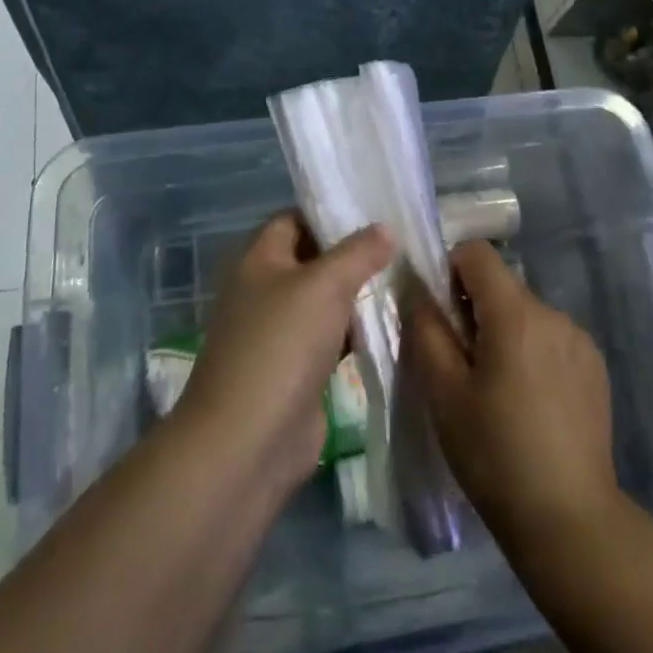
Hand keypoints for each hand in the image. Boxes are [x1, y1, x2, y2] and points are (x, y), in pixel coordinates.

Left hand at [178, 212, 391, 492]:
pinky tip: (389, 327)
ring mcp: (278, 334)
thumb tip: (385, 228)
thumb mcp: (324, 285)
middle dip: (351, 255)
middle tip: (400, 246)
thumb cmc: (281, 345)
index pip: (293, 219)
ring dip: (356, 296)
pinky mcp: (294, 372)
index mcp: (258, 260)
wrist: (248, 441)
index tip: (374, 211)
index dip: (329, 212)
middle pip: (311, 260)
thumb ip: (358, 252)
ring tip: (404, 281)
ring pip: (323, 302)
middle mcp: (264, 291)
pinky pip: (329, 340)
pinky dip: (354, 334)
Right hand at [407, 240, 620, 551]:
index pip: (476, 253)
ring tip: (495, 391)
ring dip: (503, 333)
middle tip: (459, 365)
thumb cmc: (495, 453)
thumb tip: (417, 288)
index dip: (449, 271)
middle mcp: (554, 313)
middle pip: (501, 286)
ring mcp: (580, 340)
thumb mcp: (444, 392)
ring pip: (525, 314)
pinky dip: (531, 353)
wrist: (569, 520)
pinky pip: (550, 339)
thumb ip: (426, 329)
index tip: (439, 316)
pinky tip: (528, 404)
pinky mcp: (594, 367)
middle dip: (473, 309)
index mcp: (516, 313)